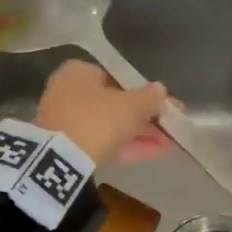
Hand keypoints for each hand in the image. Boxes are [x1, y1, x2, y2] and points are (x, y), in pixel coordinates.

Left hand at [35, 60, 171, 165]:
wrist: (61, 159)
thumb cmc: (98, 118)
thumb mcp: (131, 106)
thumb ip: (149, 97)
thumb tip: (161, 90)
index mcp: (79, 72)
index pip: (117, 78)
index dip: (145, 93)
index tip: (165, 105)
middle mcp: (69, 92)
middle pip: (115, 104)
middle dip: (145, 117)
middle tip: (171, 127)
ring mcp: (67, 122)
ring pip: (111, 125)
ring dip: (141, 133)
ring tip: (170, 143)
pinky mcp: (69, 149)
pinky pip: (104, 143)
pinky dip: (128, 146)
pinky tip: (157, 153)